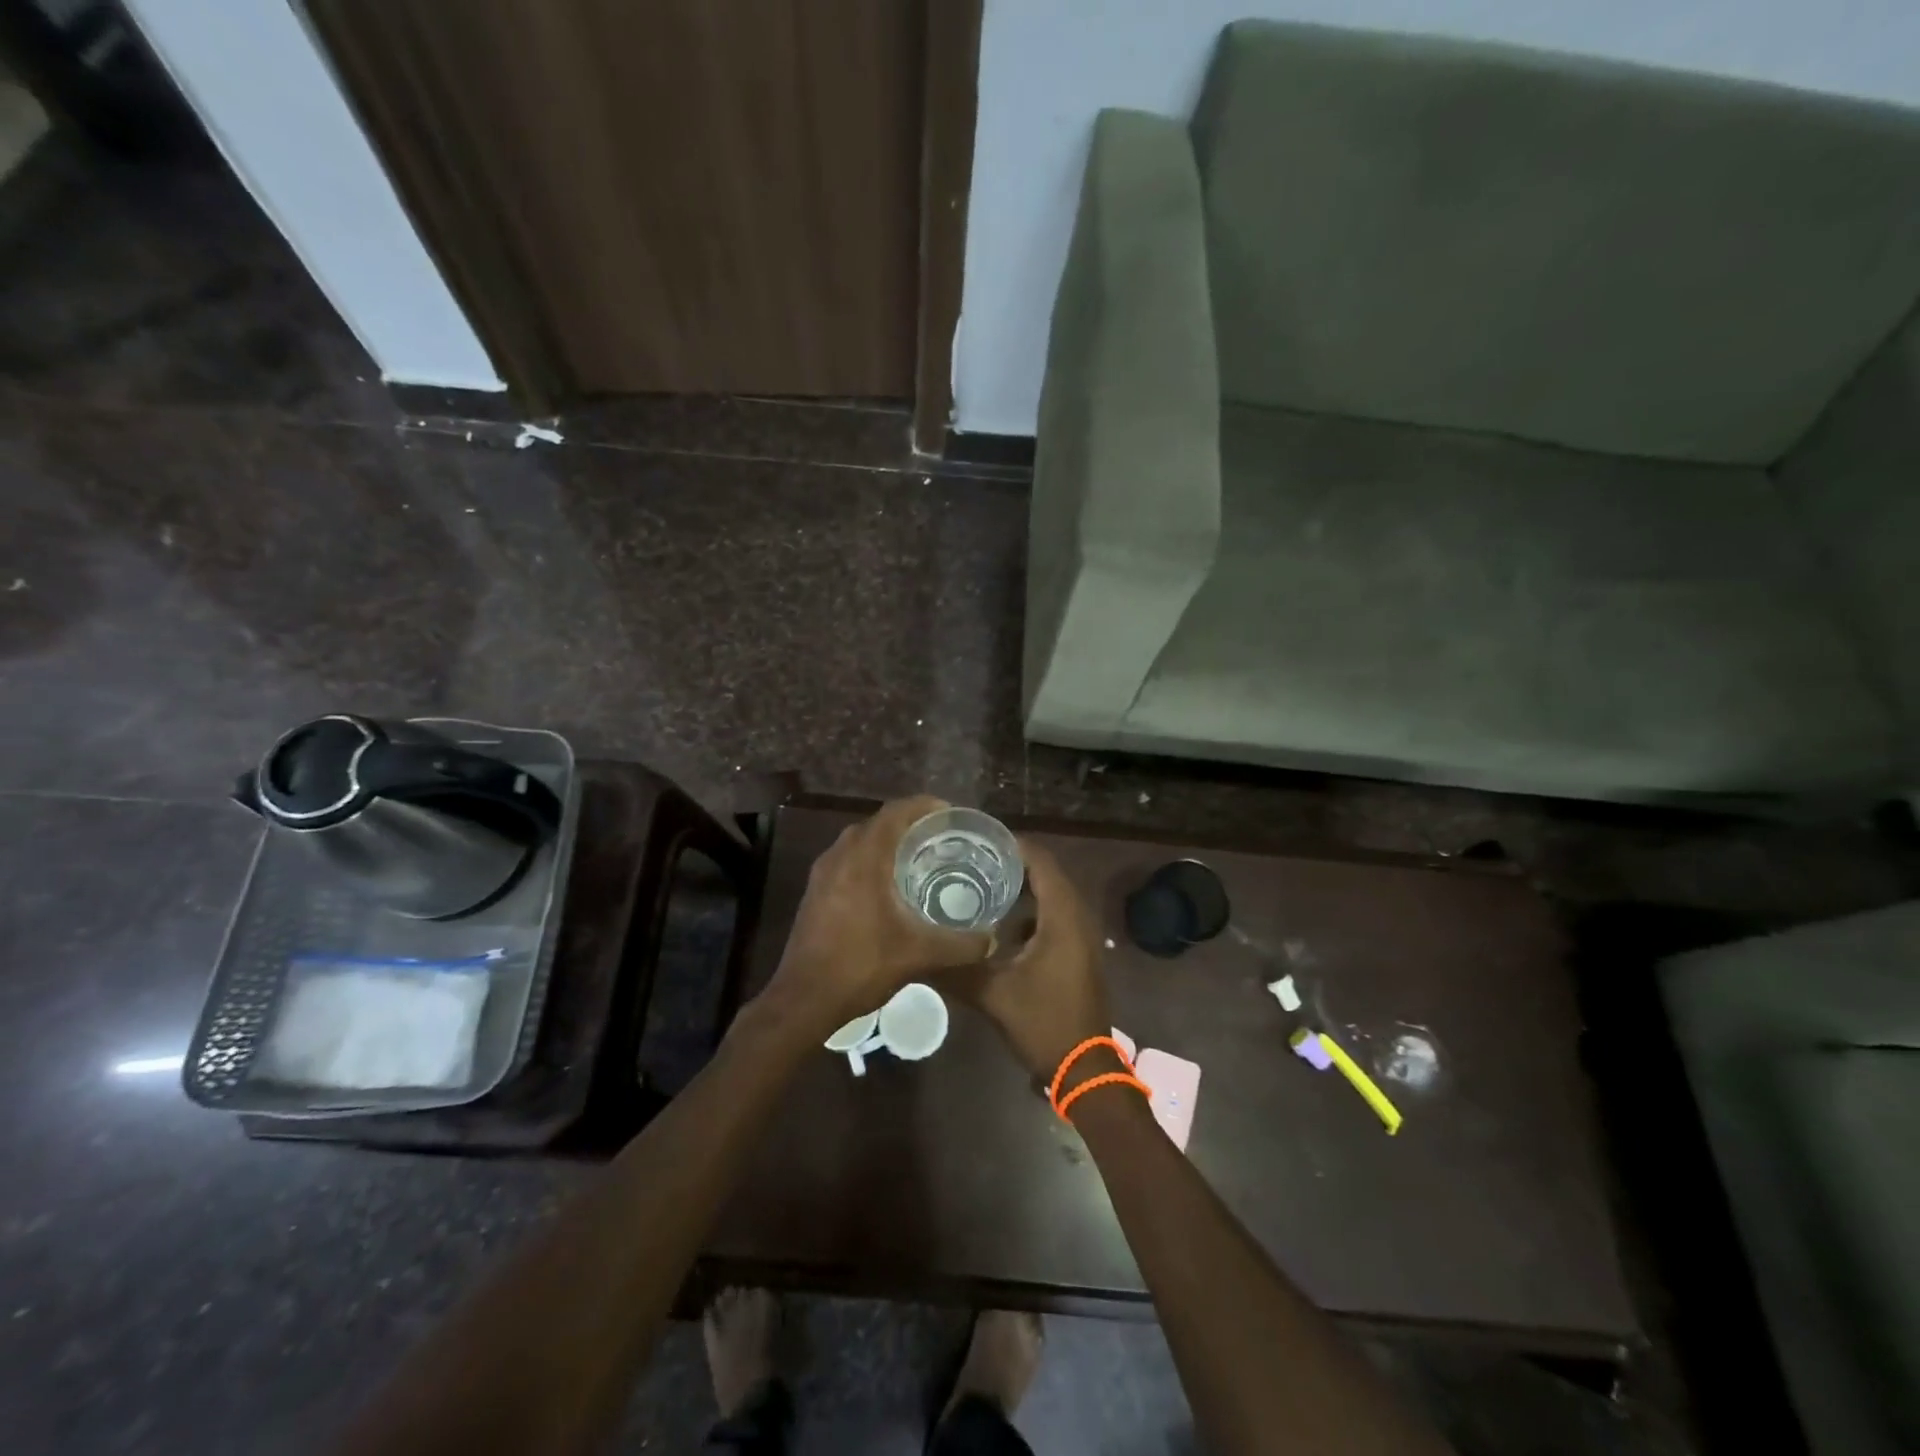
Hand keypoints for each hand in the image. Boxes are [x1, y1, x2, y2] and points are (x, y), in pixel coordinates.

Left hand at [762, 796, 992, 1032]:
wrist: (804, 1000)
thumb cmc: (861, 966)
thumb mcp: (919, 955)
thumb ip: (960, 944)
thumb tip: (992, 939)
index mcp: (864, 858)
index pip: (896, 812)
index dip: (925, 806)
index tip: (951, 814)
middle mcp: (840, 855)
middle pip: (879, 823)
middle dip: (910, 824)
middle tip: (942, 837)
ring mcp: (823, 873)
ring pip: (860, 842)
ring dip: (888, 842)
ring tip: (919, 858)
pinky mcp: (815, 892)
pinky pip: (847, 860)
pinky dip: (871, 861)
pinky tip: (889, 887)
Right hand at [956, 840, 1110, 1080]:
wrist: (1084, 1069)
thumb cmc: (1043, 1023)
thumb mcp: (993, 995)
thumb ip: (955, 970)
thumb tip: (915, 953)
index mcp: (1062, 917)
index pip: (1041, 862)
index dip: (1012, 846)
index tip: (977, 839)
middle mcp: (1077, 918)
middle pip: (1046, 874)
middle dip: (1011, 864)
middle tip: (971, 858)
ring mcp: (1080, 936)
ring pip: (1050, 897)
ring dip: (1020, 888)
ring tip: (979, 883)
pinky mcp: (1077, 952)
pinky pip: (1053, 916)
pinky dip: (1029, 912)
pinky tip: (998, 923)